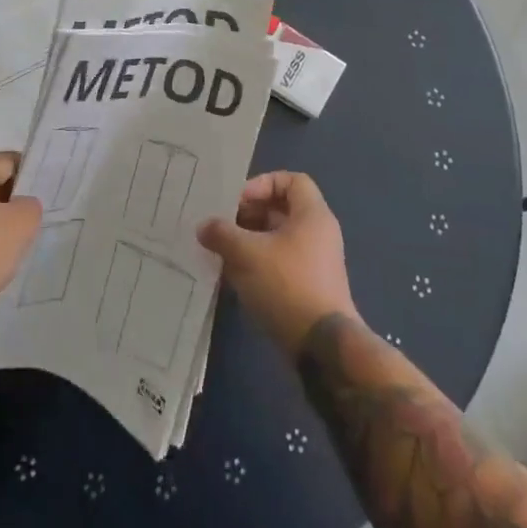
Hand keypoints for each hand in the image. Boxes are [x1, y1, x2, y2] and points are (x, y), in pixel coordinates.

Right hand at [199, 171, 356, 356]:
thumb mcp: (246, 254)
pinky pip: (280, 263)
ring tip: (221, 251)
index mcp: (312, 216)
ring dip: (248, 241)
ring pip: (277, 239)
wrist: (322, 347)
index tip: (237, 202)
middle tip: (221, 226)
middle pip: (281, 210)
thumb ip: (221, 233)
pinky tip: (233, 276)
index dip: (262, 184)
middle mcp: (318, 234)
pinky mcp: (309, 288)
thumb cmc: (286, 286)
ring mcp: (315, 263)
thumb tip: (204, 226)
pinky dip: (257, 263)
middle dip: (248, 215)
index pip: (290, 181)